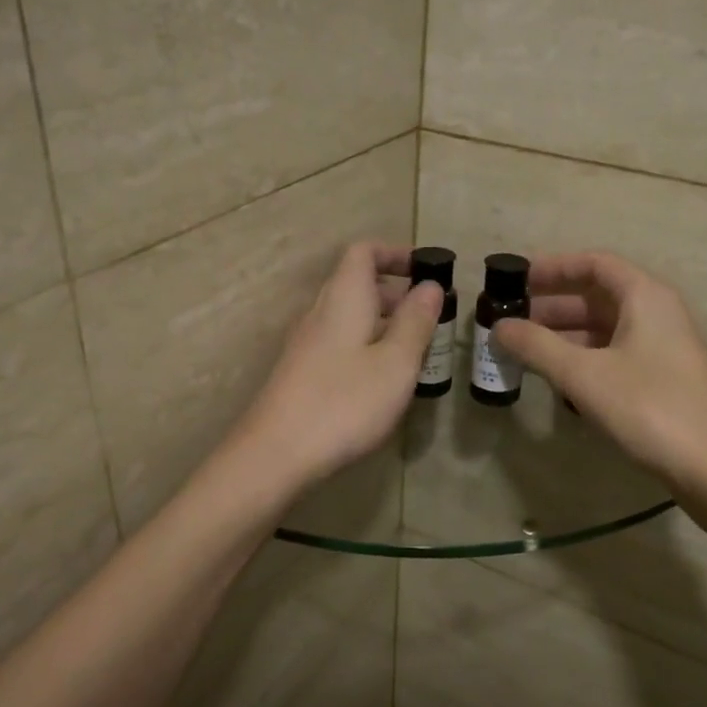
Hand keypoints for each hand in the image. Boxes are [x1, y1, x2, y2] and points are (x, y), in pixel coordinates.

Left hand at [233, 241, 443, 490]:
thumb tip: (430, 286)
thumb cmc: (344, 402)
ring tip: (415, 350)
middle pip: (356, 284)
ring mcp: (306, 344)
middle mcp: (320, 312)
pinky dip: (366, 346)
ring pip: (349, 317)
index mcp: (343, 297)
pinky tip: (383, 380)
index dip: (395, 253)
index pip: (363, 252)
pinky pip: (339, 343)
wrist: (276, 453)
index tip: (426, 271)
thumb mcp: (395, 363)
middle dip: (396, 293)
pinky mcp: (301, 372)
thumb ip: (415, 321)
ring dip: (383, 323)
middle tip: (431, 318)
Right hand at [492, 252, 706, 501]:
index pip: (594, 264)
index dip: (553, 268)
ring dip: (564, 336)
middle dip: (552, 307)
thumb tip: (498, 327)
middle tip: (510, 322)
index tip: (516, 280)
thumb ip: (536, 346)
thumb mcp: (584, 375)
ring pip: (604, 329)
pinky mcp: (663, 380)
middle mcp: (657, 314)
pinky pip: (614, 355)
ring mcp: (663, 348)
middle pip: (597, 296)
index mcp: (645, 297)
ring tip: (524, 351)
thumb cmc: (650, 408)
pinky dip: (583, 359)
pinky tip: (557, 379)